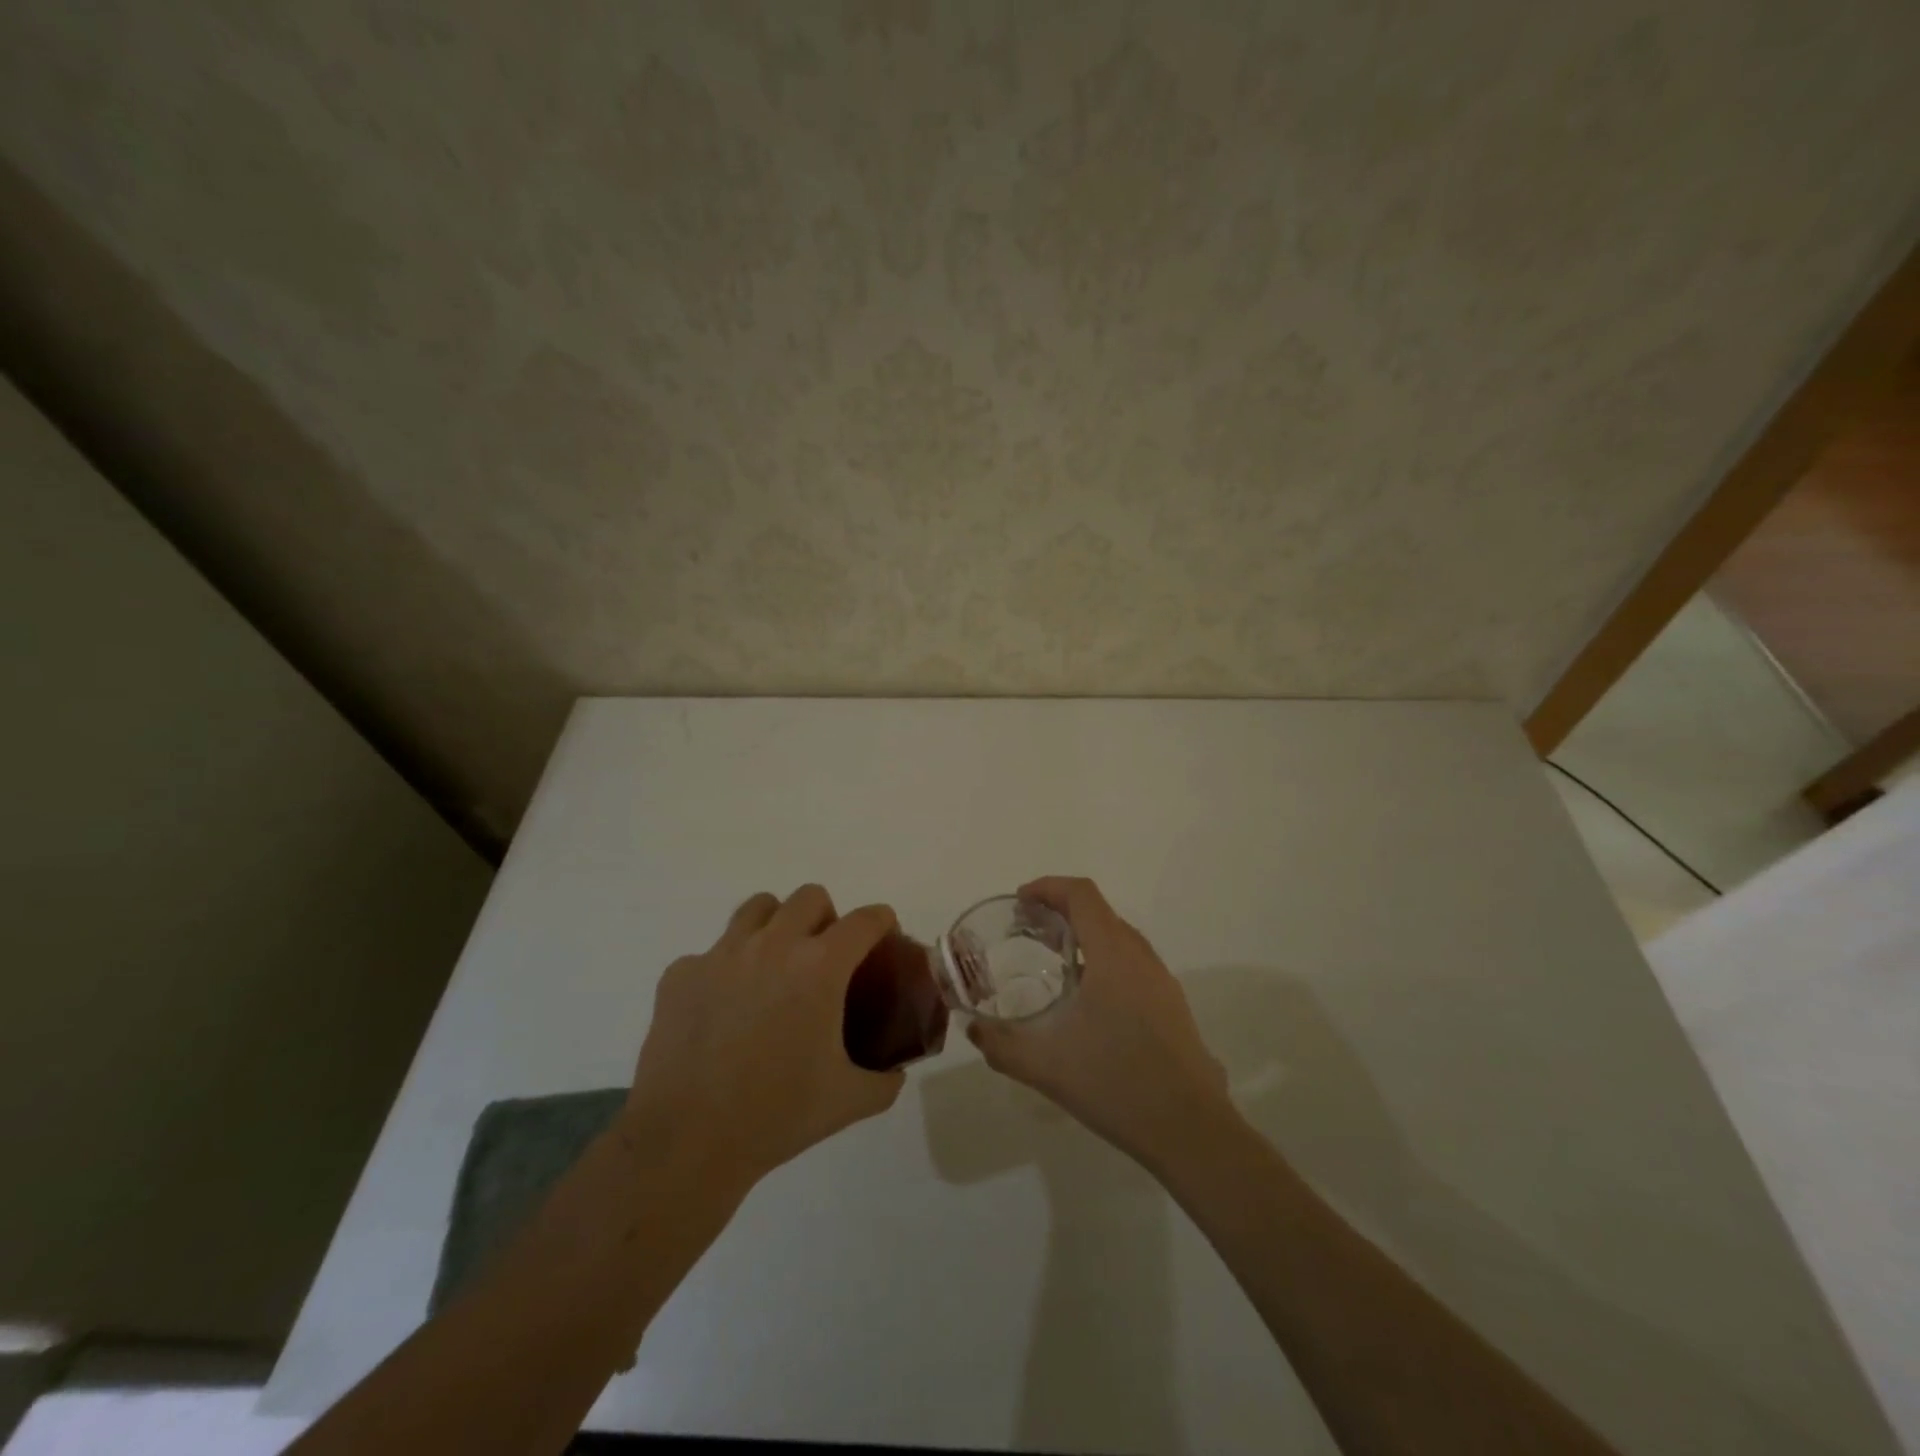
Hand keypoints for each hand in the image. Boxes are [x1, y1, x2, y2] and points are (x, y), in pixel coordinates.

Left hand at [622, 887, 904, 1195]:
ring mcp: (722, 954)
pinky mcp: (681, 973)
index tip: (883, 936)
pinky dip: (725, 969)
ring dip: (777, 925)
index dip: (881, 921)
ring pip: (758, 908)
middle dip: (827, 917)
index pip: (864, 920)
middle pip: (810, 897)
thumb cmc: (776, 1115)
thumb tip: (894, 1071)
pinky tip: (724, 1007)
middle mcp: (773, 944)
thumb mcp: (848, 1101)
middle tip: (825, 957)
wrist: (686, 1141)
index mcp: (819, 966)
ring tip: (775, 965)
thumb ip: (883, 1080)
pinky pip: (711, 952)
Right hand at [968, 876, 1230, 1169]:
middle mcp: (1141, 957)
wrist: (1190, 1131)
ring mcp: (1162, 980)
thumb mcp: (1044, 1066)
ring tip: (1053, 961)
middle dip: (1061, 910)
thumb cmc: (1115, 1084)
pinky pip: (1133, 962)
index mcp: (1113, 955)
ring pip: (1119, 937)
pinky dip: (1104, 959)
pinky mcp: (1172, 1005)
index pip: (1081, 895)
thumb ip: (1001, 1044)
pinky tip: (1089, 1001)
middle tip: (1027, 932)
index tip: (1019, 902)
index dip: (1048, 887)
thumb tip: (973, 1029)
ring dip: (1085, 935)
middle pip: (1099, 911)